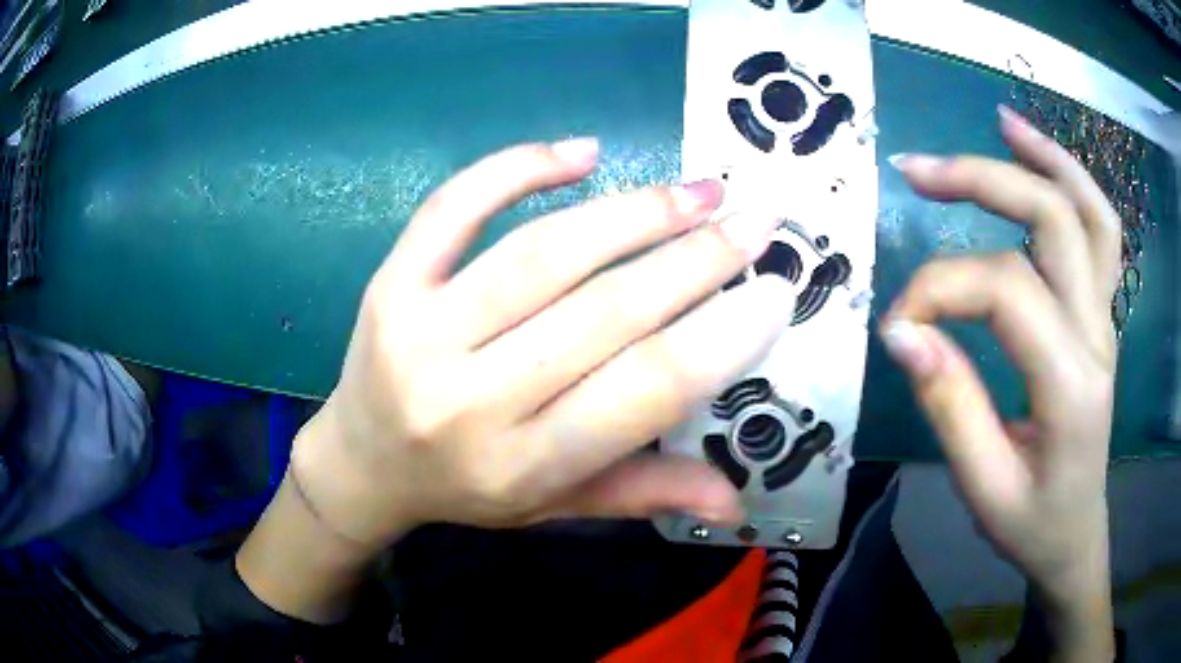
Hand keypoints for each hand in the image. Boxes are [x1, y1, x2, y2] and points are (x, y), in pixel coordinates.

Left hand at [291, 138, 795, 551]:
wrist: (362, 463)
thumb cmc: (465, 490)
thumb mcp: (554, 506)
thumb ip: (642, 492)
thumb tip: (736, 499)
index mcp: (523, 463)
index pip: (643, 391)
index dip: (721, 337)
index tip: (776, 291)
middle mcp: (471, 399)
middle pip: (604, 311)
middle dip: (695, 259)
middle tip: (752, 220)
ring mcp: (421, 331)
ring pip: (543, 253)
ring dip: (633, 212)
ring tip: (698, 190)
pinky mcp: (391, 283)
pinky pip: (454, 208)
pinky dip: (518, 168)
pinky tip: (582, 152)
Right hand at [885, 107, 1117, 659]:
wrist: (1074, 534)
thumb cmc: (1031, 523)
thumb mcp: (982, 486)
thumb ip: (948, 403)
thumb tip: (899, 331)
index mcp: (1070, 383)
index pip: (1004, 291)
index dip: (939, 289)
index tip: (895, 323)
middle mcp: (1097, 333)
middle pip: (1052, 219)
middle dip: (982, 180)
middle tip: (917, 170)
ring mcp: (1105, 317)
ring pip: (1089, 210)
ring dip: (1043, 156)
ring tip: (997, 121)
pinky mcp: (1101, 313)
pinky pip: (1100, 229)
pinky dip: (1071, 180)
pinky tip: (1037, 154)